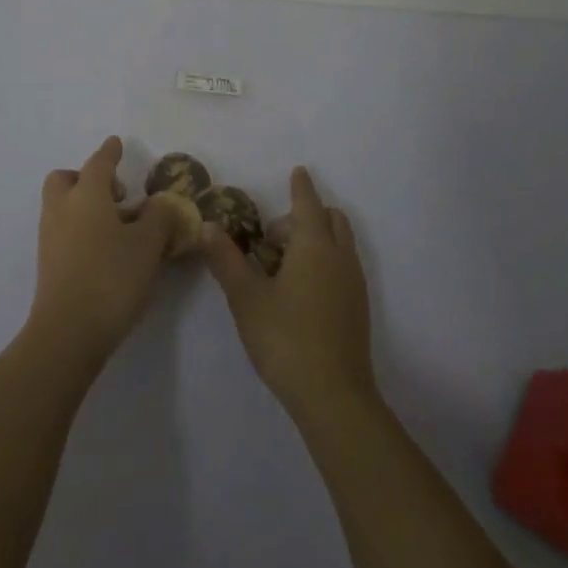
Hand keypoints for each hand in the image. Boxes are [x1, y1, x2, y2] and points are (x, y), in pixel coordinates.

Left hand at [27, 136, 174, 368]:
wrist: (67, 333)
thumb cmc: (111, 277)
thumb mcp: (148, 245)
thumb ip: (159, 217)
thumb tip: (161, 203)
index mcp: (86, 194)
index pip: (98, 163)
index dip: (110, 153)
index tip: (116, 143)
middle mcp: (62, 208)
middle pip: (66, 179)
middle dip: (87, 178)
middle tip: (116, 195)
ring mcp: (50, 237)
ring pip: (63, 205)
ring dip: (85, 205)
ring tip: (118, 227)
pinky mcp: (48, 263)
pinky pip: (63, 230)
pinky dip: (81, 228)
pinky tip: (105, 250)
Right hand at [202, 166, 376, 420]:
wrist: (334, 397)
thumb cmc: (286, 338)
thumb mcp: (246, 297)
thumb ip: (226, 259)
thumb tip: (208, 226)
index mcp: (314, 245)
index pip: (307, 202)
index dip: (301, 186)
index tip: (297, 171)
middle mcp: (339, 256)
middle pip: (329, 218)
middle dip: (304, 216)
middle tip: (271, 241)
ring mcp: (354, 282)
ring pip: (339, 242)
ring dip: (315, 239)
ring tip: (282, 268)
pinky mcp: (358, 307)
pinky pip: (343, 265)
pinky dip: (325, 260)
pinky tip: (301, 291)